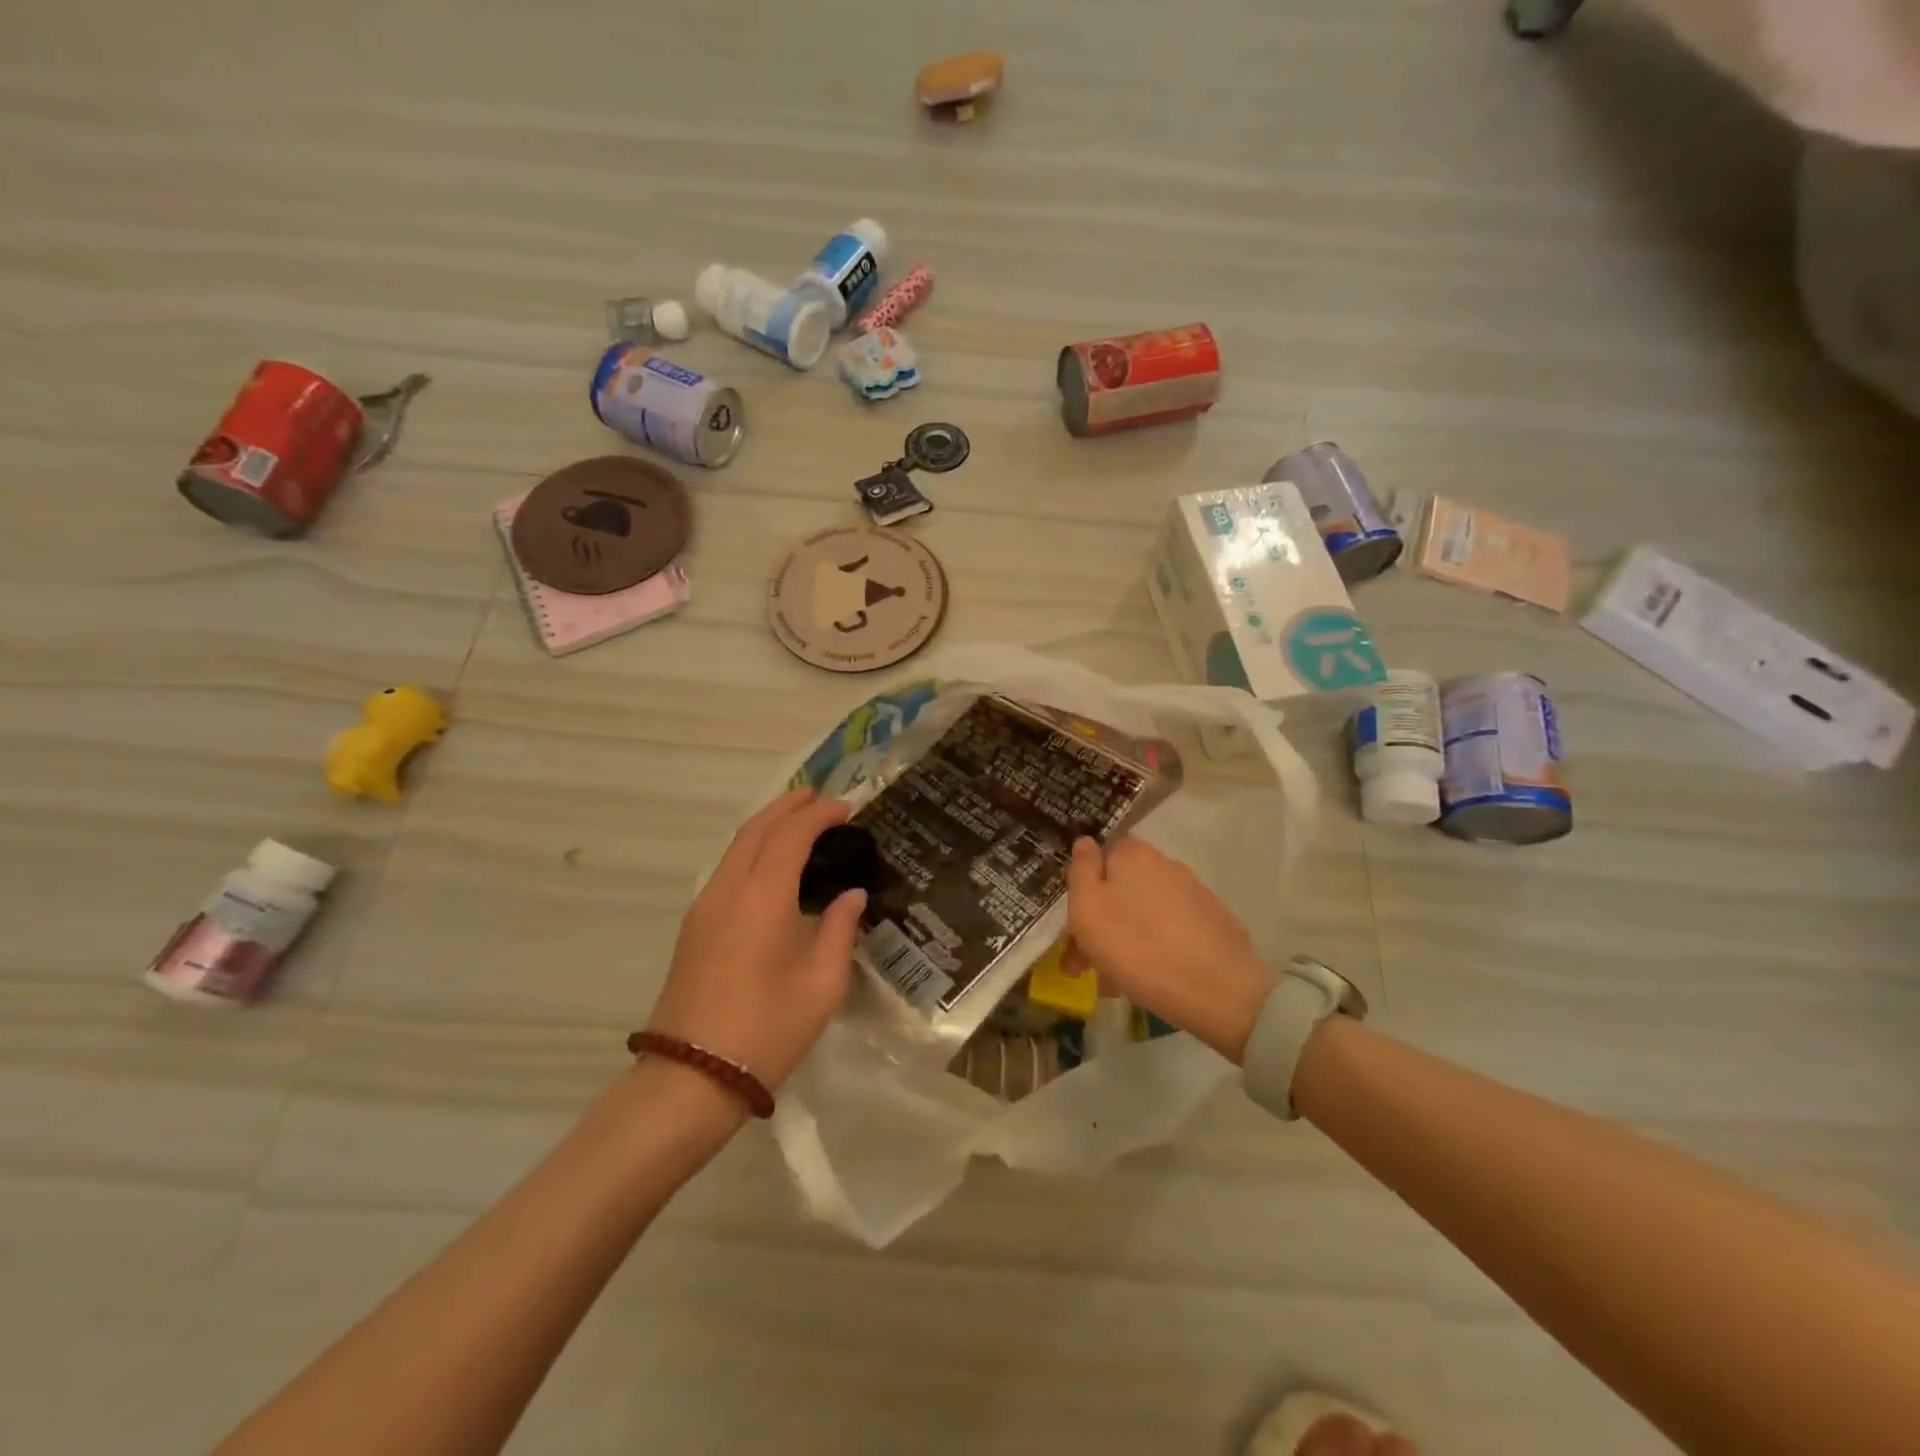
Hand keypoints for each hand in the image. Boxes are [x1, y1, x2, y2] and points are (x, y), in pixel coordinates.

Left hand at [647, 789, 865, 1090]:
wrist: (692, 1078)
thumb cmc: (768, 1029)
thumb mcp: (822, 984)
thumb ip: (839, 929)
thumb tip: (851, 896)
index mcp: (762, 898)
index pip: (790, 835)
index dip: (819, 814)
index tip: (847, 807)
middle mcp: (728, 891)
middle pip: (756, 830)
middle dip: (787, 806)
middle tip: (819, 796)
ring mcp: (704, 908)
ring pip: (737, 848)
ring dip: (767, 826)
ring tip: (797, 821)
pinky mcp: (694, 928)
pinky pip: (727, 869)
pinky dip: (752, 850)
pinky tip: (772, 865)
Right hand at [1066, 837, 1276, 1063]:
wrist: (1217, 989)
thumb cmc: (1136, 946)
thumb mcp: (1088, 908)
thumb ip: (1081, 870)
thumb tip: (1085, 842)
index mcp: (1133, 853)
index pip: (1100, 857)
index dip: (1084, 889)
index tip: (1074, 927)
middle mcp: (1165, 864)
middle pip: (1123, 886)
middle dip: (1103, 919)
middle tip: (1088, 963)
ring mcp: (1193, 892)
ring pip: (1145, 910)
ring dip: (1127, 935)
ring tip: (1118, 978)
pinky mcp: (1213, 921)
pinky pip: (1171, 928)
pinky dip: (1156, 945)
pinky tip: (1151, 976)